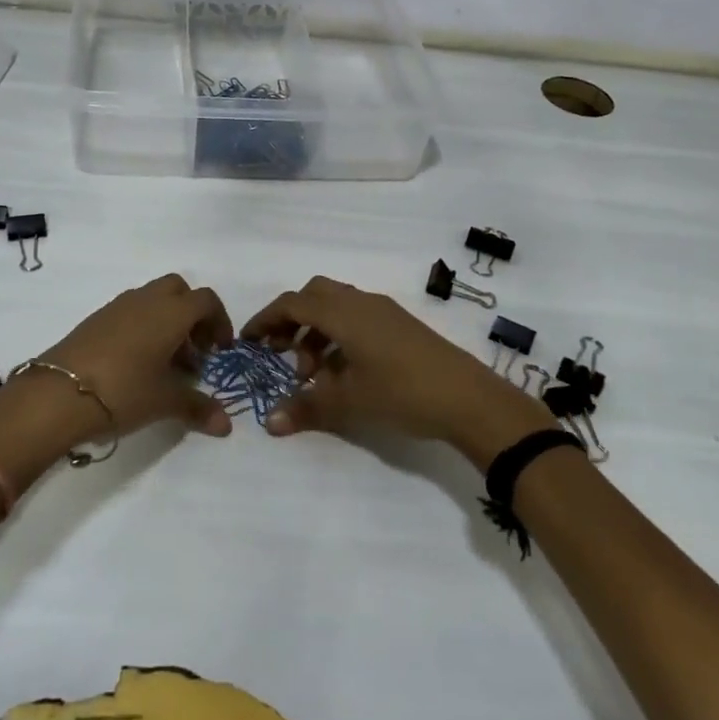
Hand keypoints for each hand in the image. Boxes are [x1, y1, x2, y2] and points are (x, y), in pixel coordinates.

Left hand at [0, 276, 233, 488]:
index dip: (219, 321)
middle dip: (192, 315)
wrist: (57, 393)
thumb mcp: (165, 402)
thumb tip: (226, 425)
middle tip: (194, 350)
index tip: (220, 350)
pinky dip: (142, 327)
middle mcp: (146, 300)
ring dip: (166, 321)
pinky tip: (136, 364)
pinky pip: (129, 312)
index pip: (206, 300)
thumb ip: (198, 408)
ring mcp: (117, 307)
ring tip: (166, 362)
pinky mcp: (94, 320)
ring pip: (152, 299)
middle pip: (179, 290)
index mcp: (171, 312)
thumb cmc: (123, 391)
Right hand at [241, 276, 544, 467]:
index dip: (266, 319)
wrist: (469, 399)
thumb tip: (269, 423)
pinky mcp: (401, 325)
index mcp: (344, 313)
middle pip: (314, 295)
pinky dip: (339, 336)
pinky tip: (343, 372)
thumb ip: (306, 408)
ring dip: (316, 332)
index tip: (249, 341)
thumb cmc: (402, 393)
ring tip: (313, 374)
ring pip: (337, 307)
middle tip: (281, 353)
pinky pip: (357, 318)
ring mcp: (384, 311)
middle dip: (291, 320)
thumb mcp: (349, 403)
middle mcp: (361, 302)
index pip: (293, 303)